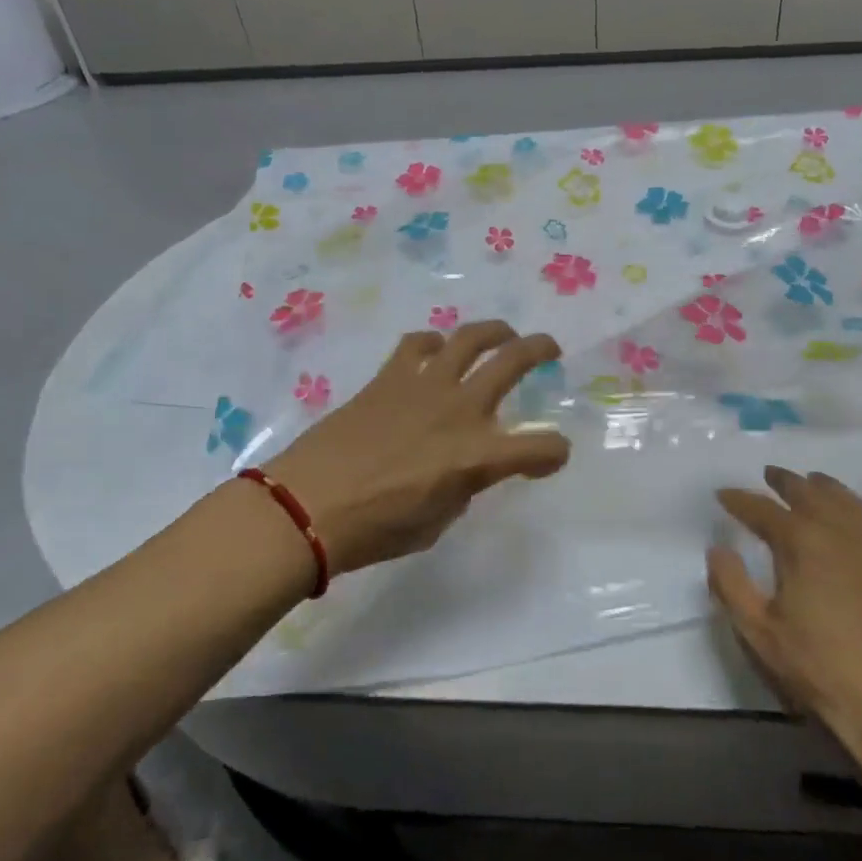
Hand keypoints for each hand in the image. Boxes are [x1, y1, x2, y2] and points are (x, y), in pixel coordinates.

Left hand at [264, 322, 570, 575]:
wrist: (307, 506)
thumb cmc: (375, 529)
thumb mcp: (437, 522)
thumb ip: (462, 488)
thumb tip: (462, 469)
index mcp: (478, 456)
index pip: (541, 447)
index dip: (553, 453)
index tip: (549, 459)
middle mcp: (460, 410)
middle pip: (513, 362)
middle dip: (540, 349)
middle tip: (549, 349)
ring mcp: (424, 386)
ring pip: (469, 338)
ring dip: (493, 331)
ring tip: (501, 335)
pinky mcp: (389, 378)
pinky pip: (417, 344)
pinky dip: (432, 343)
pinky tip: (434, 350)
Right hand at [710, 468, 861, 783]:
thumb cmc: (819, 669)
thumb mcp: (759, 632)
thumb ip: (731, 585)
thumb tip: (717, 549)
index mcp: (800, 542)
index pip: (761, 510)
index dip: (739, 499)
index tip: (722, 493)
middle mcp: (838, 532)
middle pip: (808, 492)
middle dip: (784, 481)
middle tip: (768, 475)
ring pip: (848, 501)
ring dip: (826, 487)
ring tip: (813, 482)